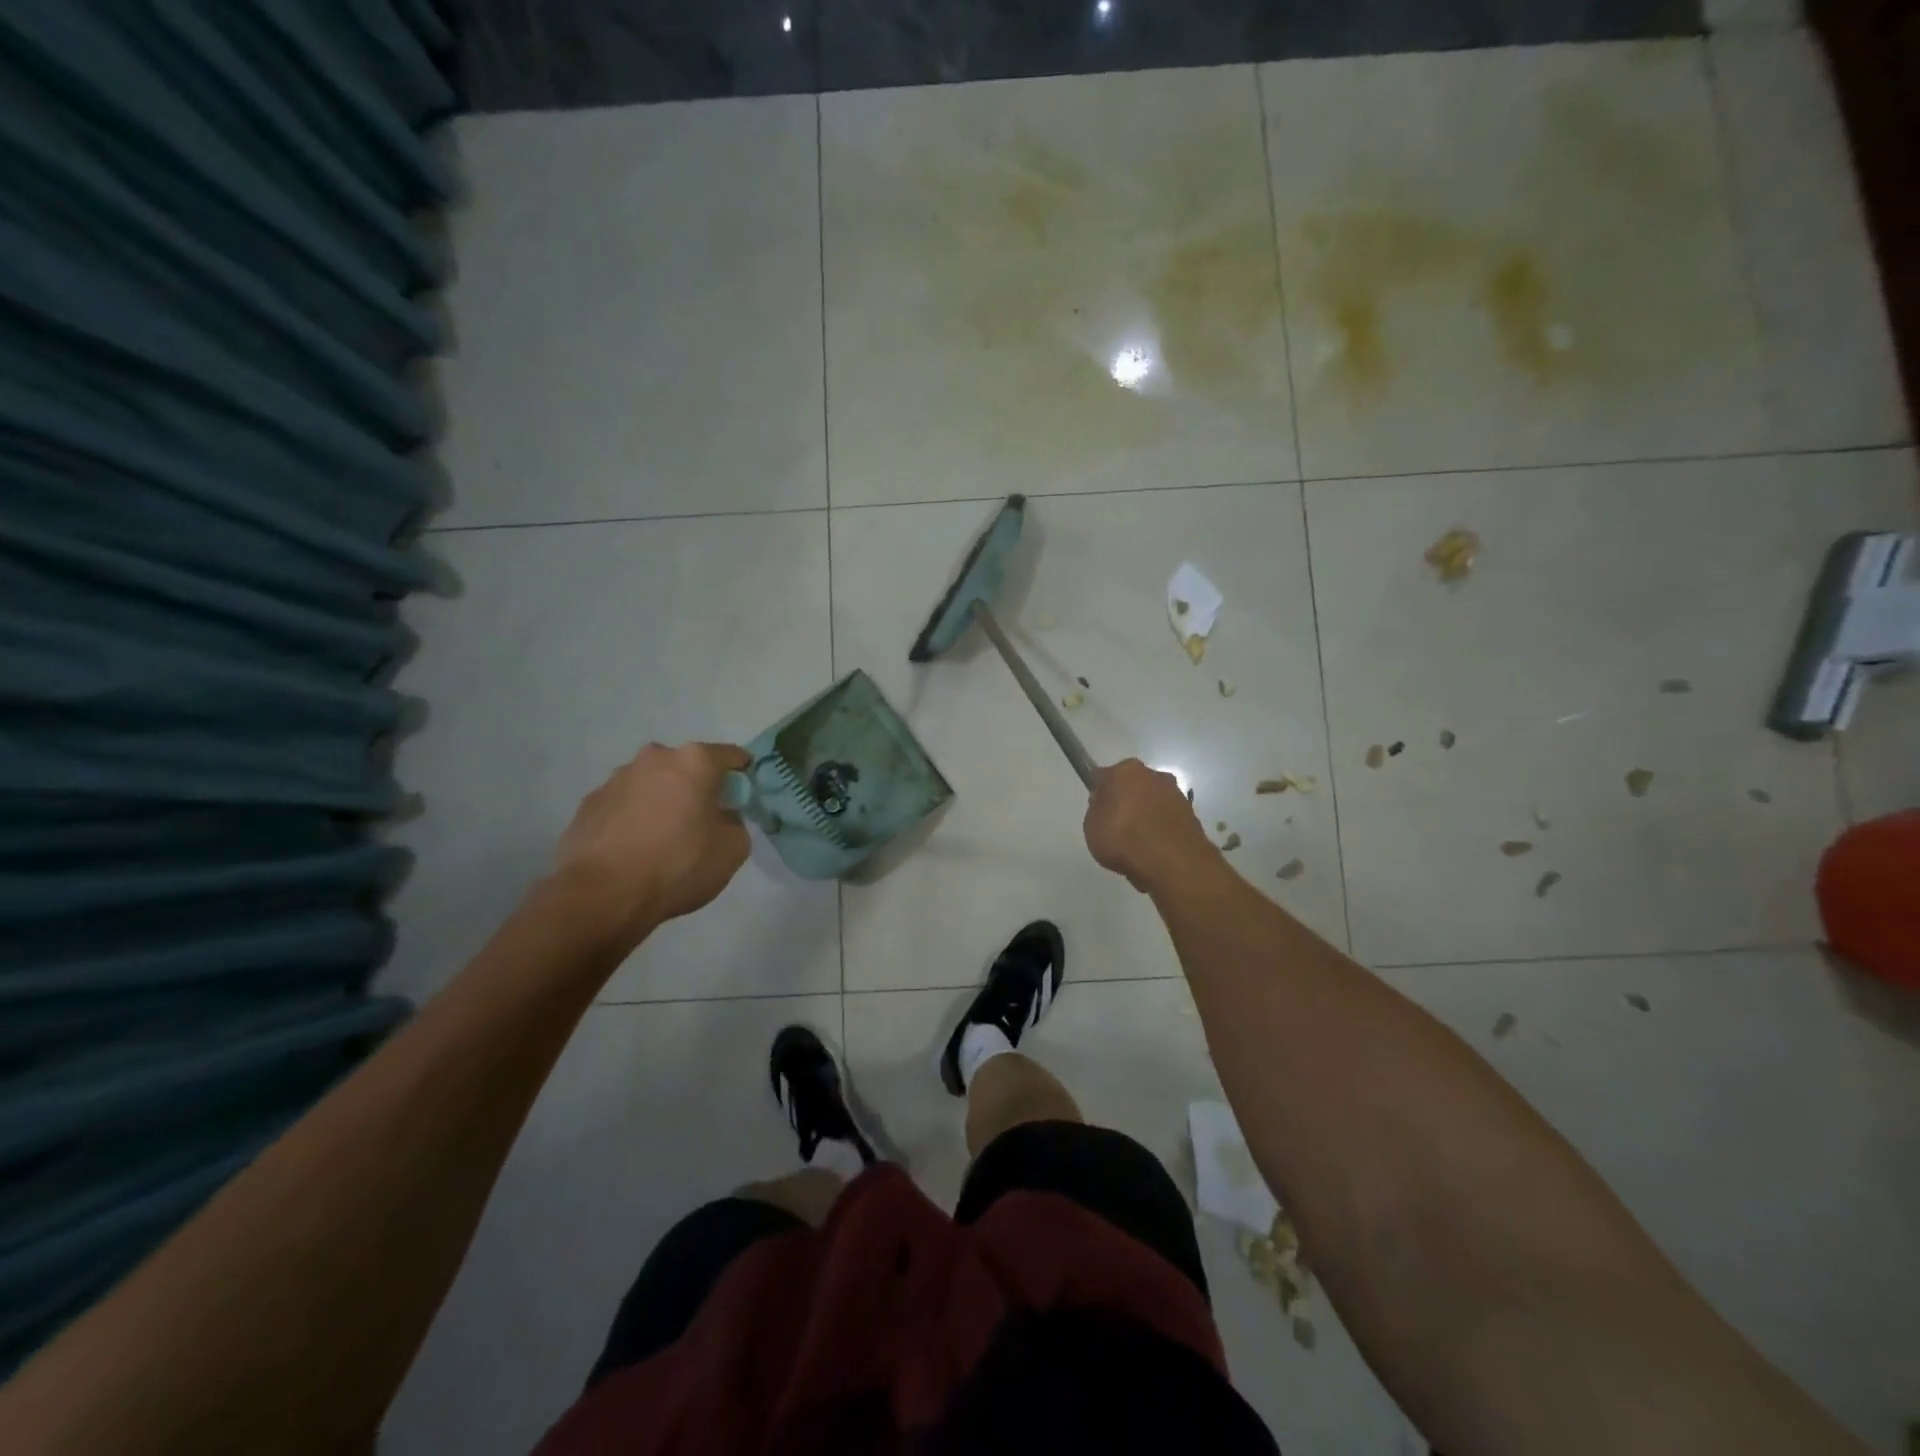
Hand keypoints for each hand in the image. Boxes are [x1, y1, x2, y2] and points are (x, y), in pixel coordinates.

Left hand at [553, 742, 750, 946]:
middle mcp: (654, 758)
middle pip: (687, 767)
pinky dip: (633, 818)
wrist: (603, 894)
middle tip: (701, 822)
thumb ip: (735, 822)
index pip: (731, 756)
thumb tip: (721, 817)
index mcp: (694, 761)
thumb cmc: (679, 865)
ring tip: (662, 840)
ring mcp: (616, 778)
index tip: (742, 798)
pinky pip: (623, 805)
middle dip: (697, 787)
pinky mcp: (589, 803)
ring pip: (652, 784)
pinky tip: (633, 850)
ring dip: (662, 801)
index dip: (742, 775)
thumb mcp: (733, 849)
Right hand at [1083, 758, 1217, 892]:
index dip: (1100, 794)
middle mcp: (1154, 775)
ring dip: (1146, 815)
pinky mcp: (1192, 815)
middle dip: (1127, 801)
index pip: (1105, 777)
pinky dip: (1161, 830)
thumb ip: (1097, 809)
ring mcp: (1176, 794)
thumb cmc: (1123, 838)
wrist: (1172, 862)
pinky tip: (1154, 850)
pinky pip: (1167, 820)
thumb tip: (1106, 803)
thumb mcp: (1091, 825)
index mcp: (1126, 770)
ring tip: (1138, 844)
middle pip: (1133, 786)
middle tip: (1117, 826)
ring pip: (1153, 802)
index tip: (1098, 811)